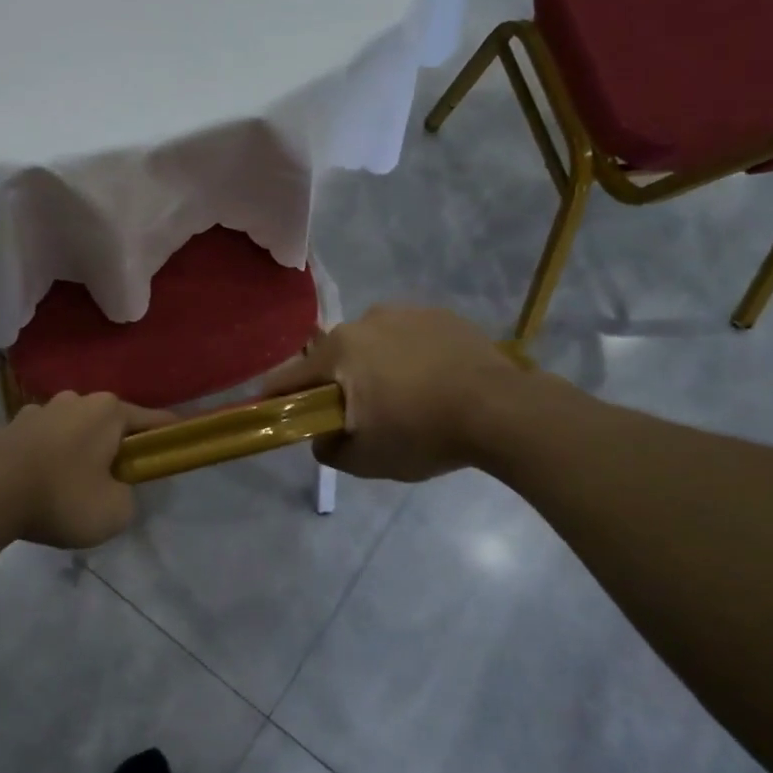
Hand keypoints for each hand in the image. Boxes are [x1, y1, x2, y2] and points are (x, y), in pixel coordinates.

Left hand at [0, 392, 176, 549]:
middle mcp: (76, 400)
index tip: (177, 445)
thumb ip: (127, 497)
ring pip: (73, 430)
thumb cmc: (61, 496)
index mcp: (108, 411)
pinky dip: (48, 458)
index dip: (167, 435)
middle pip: (109, 423)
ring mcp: (39, 410)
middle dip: (116, 447)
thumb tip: (113, 488)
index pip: (152, 420)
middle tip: (117, 480)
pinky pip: (42, 442)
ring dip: (78, 451)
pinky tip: (39, 485)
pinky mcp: (10, 426)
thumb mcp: (114, 512)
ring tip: (72, 487)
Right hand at [262, 305, 548, 481]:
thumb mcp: (367, 460)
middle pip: (335, 357)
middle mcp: (365, 321)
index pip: (290, 376)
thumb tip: (322, 437)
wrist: (502, 410)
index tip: (270, 410)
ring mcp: (406, 312)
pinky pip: (410, 338)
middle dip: (337, 383)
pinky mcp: (441, 315)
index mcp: (339, 351)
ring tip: (404, 398)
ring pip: (374, 344)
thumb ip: (329, 450)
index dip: (276, 396)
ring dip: (376, 366)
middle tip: (357, 414)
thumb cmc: (423, 433)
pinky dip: (410, 357)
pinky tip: (433, 382)